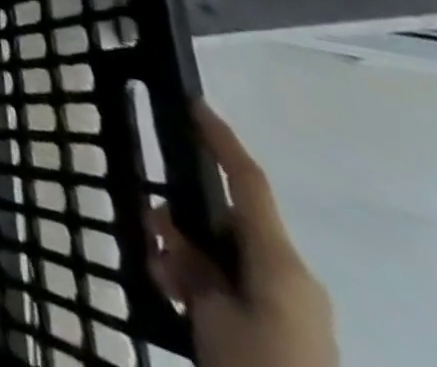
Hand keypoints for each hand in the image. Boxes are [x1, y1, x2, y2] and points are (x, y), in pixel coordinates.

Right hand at [148, 103, 337, 366]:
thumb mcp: (211, 314)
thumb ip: (191, 264)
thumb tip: (170, 229)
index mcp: (280, 261)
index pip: (247, 182)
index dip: (220, 140)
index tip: (193, 103)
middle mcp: (289, 275)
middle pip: (230, 220)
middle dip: (185, 214)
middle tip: (147, 222)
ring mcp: (289, 307)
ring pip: (226, 254)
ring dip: (188, 253)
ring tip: (158, 271)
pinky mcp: (282, 333)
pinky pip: (235, 286)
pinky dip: (202, 282)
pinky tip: (174, 295)